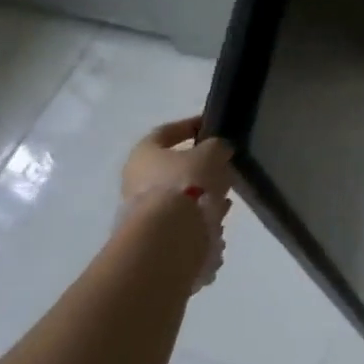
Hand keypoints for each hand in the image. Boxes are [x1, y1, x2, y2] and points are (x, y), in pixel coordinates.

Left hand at [120, 116, 235, 290]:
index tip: (210, 125)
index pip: (165, 132)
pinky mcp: (153, 234)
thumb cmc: (185, 182)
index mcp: (143, 154)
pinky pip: (181, 218)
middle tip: (223, 165)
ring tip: (227, 195)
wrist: (167, 237)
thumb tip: (218, 151)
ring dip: (202, 193)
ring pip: (178, 194)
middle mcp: (136, 180)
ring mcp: (142, 210)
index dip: (189, 125)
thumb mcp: (212, 153)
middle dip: (199, 166)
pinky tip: (218, 217)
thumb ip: (217, 146)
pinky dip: (199, 215)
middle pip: (171, 166)